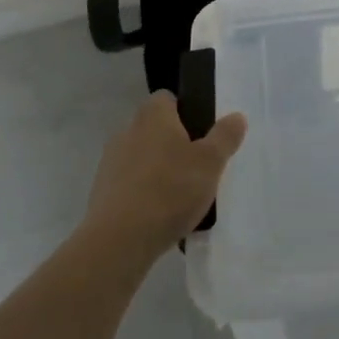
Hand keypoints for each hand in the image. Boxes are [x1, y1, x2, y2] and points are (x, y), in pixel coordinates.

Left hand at [83, 92, 247, 261]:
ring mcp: (111, 162)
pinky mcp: (102, 192)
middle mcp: (127, 131)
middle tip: (198, 166)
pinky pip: (130, 184)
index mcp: (152, 115)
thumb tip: (237, 116)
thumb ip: (225, 136)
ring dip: (158, 169)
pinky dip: (144, 193)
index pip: (167, 98)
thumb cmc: (170, 190)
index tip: (202, 132)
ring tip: (181, 196)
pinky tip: (160, 215)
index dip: (185, 110)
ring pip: (142, 157)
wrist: (119, 240)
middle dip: (174, 143)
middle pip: (155, 128)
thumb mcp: (210, 162)